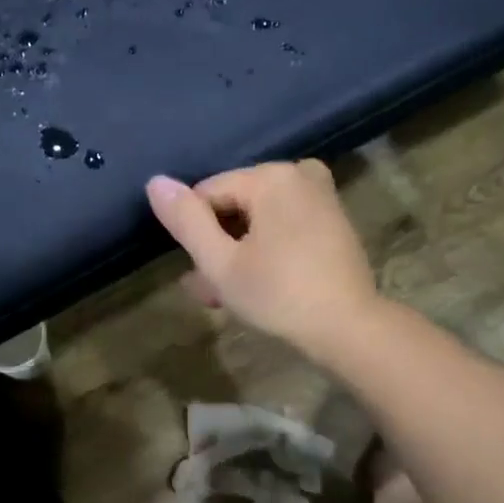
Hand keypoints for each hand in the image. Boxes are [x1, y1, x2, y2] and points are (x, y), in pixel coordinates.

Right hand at [145, 160, 379, 356]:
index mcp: (270, 177)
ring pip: (258, 218)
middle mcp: (298, 174)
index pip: (207, 194)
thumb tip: (155, 182)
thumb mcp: (221, 263)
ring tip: (226, 295)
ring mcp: (320, 196)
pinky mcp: (333, 220)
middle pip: (234, 205)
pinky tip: (258, 281)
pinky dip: (266, 247)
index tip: (198, 274)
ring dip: (237, 252)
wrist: (348, 328)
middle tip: (209, 291)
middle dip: (217, 245)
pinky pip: (285, 224)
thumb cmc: (278, 295)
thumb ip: (186, 221)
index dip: (195, 233)